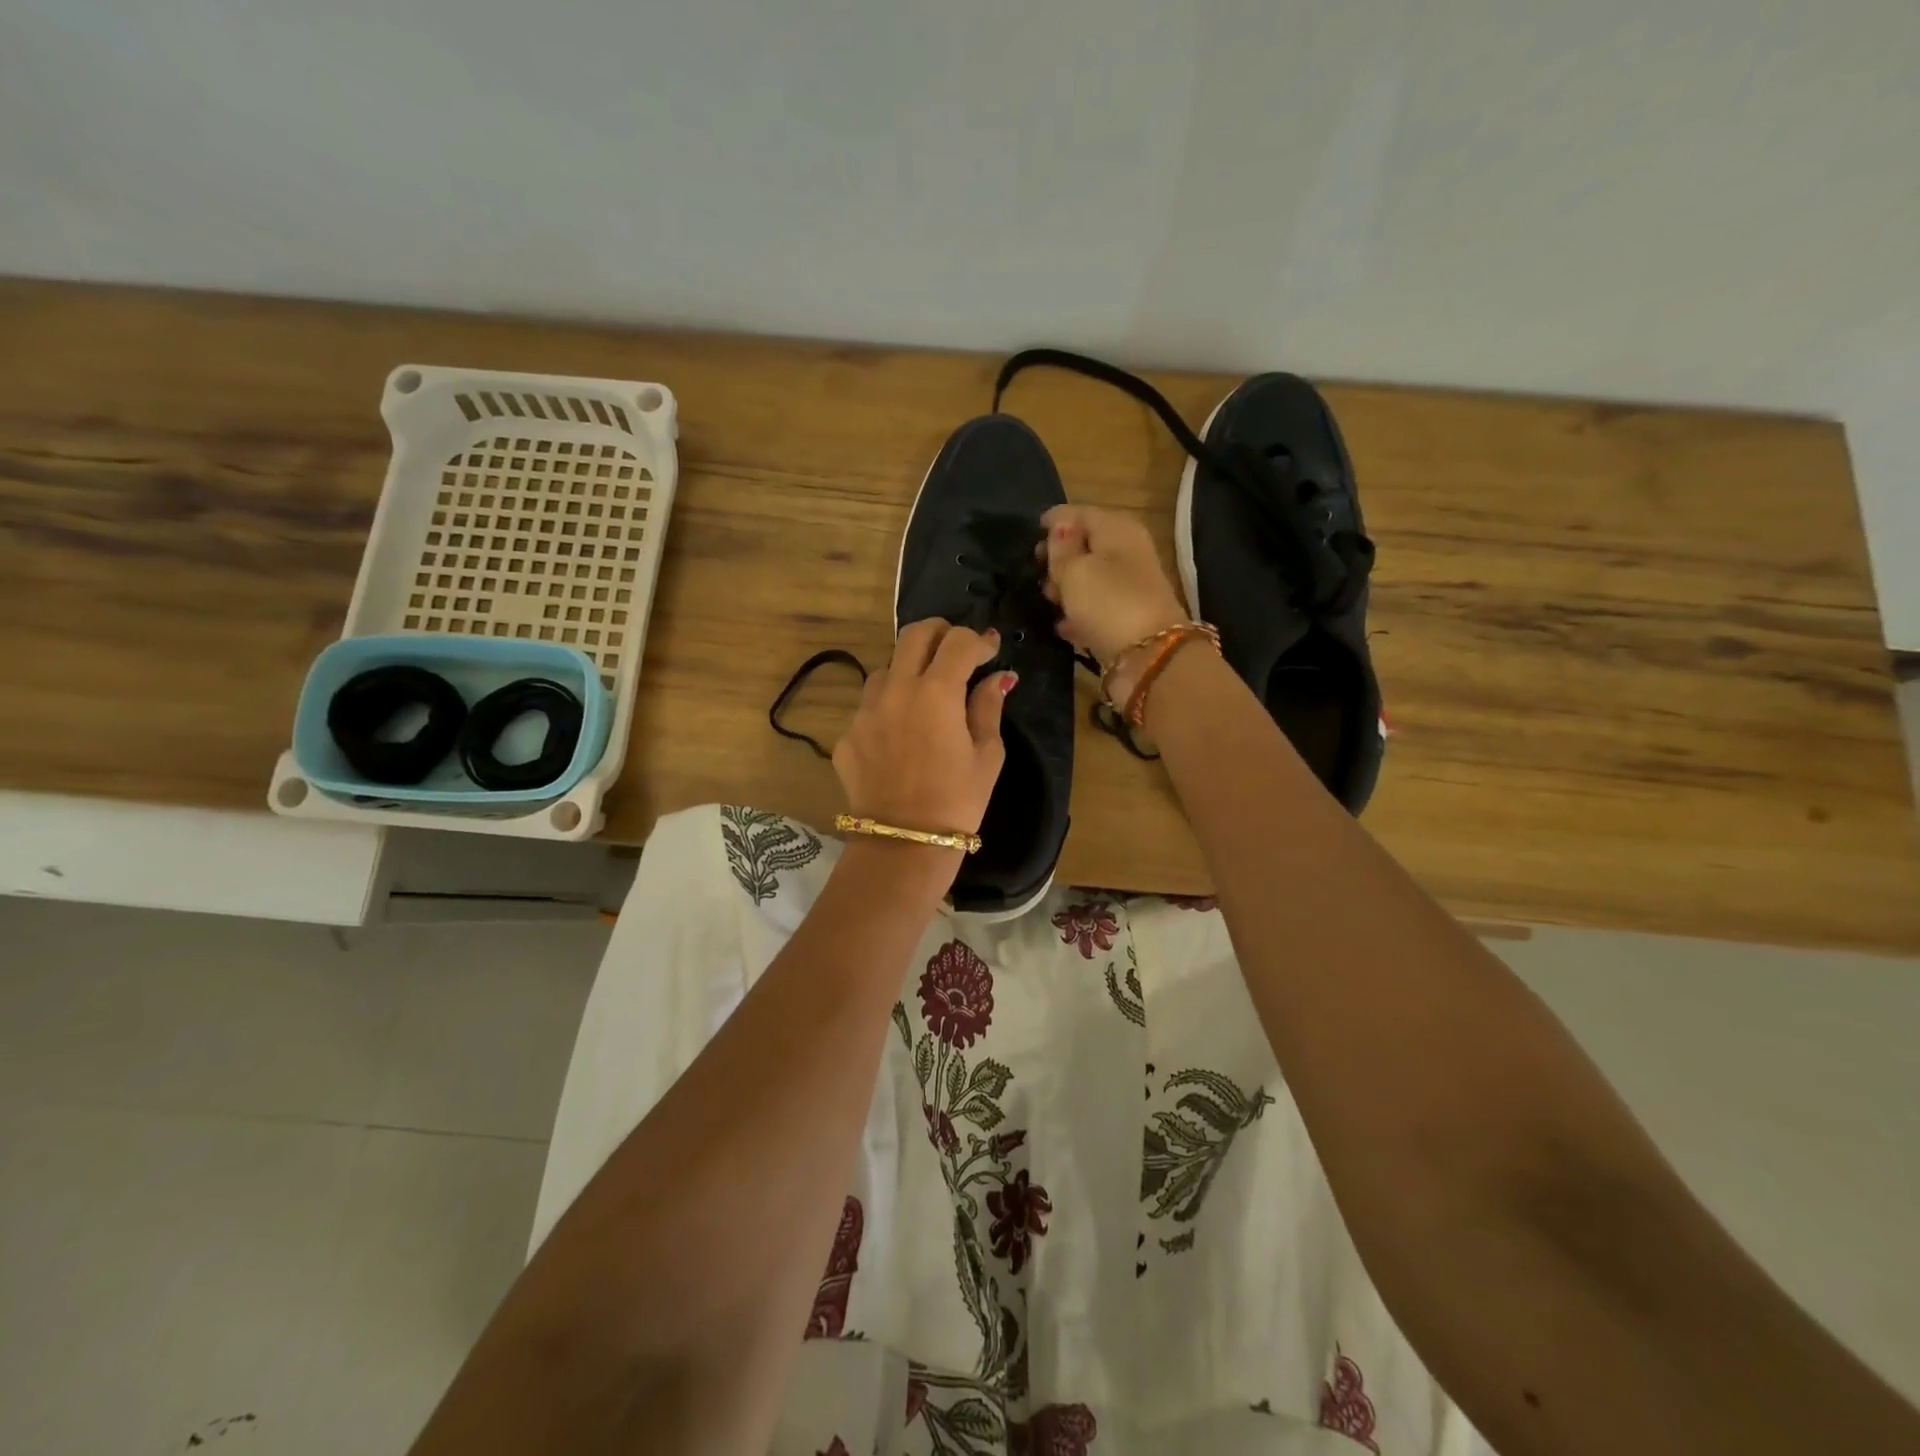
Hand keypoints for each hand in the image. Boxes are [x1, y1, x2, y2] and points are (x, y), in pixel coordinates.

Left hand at [833, 620, 1013, 839]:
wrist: (904, 844)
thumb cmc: (958, 801)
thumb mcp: (987, 754)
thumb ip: (989, 706)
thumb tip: (999, 677)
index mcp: (936, 692)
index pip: (958, 642)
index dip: (979, 640)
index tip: (991, 650)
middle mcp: (895, 690)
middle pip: (914, 635)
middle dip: (940, 632)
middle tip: (957, 648)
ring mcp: (865, 711)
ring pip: (886, 668)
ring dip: (908, 670)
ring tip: (925, 694)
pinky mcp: (847, 735)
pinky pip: (869, 706)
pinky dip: (888, 707)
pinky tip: (900, 733)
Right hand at [1040, 505, 1188, 696]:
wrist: (1151, 657)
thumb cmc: (1107, 603)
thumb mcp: (1074, 571)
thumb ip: (1060, 549)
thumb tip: (1059, 528)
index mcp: (1117, 528)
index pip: (1079, 513)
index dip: (1053, 522)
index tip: (1030, 535)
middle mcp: (1127, 551)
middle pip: (1086, 545)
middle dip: (1059, 557)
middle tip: (1037, 573)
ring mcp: (1129, 586)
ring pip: (1089, 577)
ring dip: (1067, 587)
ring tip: (1048, 601)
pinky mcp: (1126, 616)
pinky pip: (1096, 607)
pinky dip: (1079, 613)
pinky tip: (1063, 625)